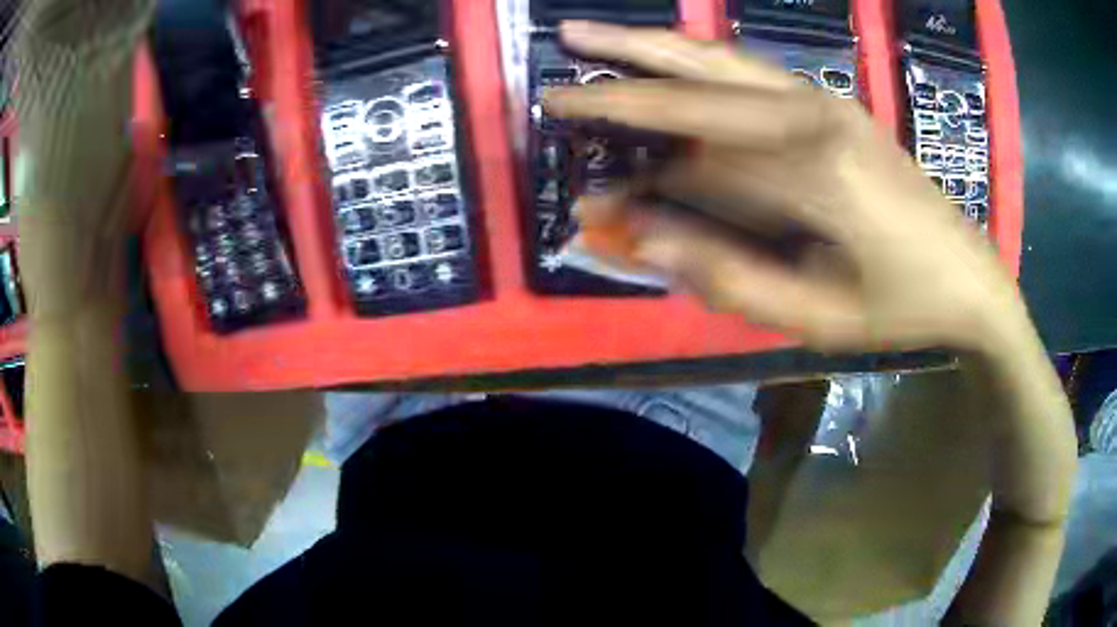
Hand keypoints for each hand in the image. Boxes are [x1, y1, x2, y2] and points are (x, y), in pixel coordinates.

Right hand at [545, 21, 1020, 352]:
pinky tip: (668, 55)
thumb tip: (644, 239)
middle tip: (559, 48)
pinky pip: (750, 71)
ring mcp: (825, 100)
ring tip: (594, 32)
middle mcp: (813, 114)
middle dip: (621, 68)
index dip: (633, 172)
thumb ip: (728, 278)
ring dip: (655, 44)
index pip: (696, 155)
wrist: (967, 275)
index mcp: (814, 170)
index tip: (582, 190)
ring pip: (722, 58)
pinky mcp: (833, 103)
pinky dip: (698, 59)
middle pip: (699, 76)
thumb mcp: (817, 318)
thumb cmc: (898, 306)